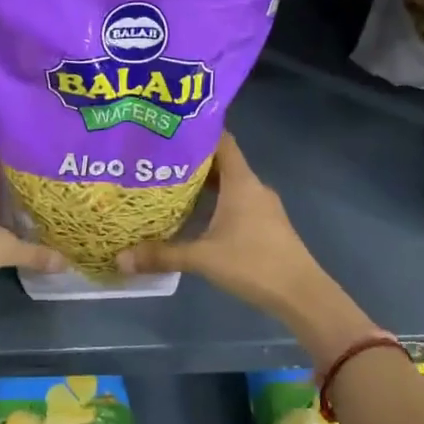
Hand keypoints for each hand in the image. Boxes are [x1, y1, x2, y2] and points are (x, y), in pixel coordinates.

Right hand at [116, 134, 371, 357]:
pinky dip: (215, 202)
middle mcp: (253, 186)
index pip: (221, 140)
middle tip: (158, 158)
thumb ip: (162, 255)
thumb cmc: (254, 264)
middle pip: (221, 162)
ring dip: (203, 183)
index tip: (169, 128)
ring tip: (169, 184)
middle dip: (191, 159)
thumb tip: (120, 258)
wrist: (302, 295)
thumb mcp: (203, 258)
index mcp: (241, 181)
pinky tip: (195, 215)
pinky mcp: (265, 225)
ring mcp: (262, 207)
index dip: (197, 131)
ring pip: (229, 184)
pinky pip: (236, 202)